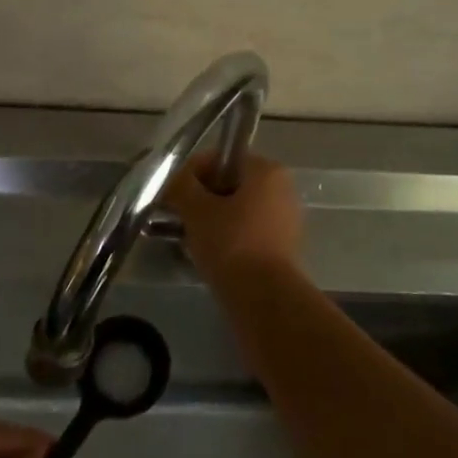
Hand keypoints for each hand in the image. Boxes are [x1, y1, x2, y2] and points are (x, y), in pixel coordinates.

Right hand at [163, 153, 302, 286]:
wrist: (263, 299)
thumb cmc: (231, 243)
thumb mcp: (196, 210)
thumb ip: (181, 186)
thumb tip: (175, 181)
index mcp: (267, 170)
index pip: (220, 159)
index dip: (191, 174)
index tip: (172, 195)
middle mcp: (282, 188)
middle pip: (229, 184)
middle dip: (201, 198)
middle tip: (178, 217)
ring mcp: (285, 218)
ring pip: (237, 209)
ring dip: (212, 219)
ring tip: (189, 237)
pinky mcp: (282, 246)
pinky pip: (247, 231)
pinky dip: (227, 237)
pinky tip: (208, 253)